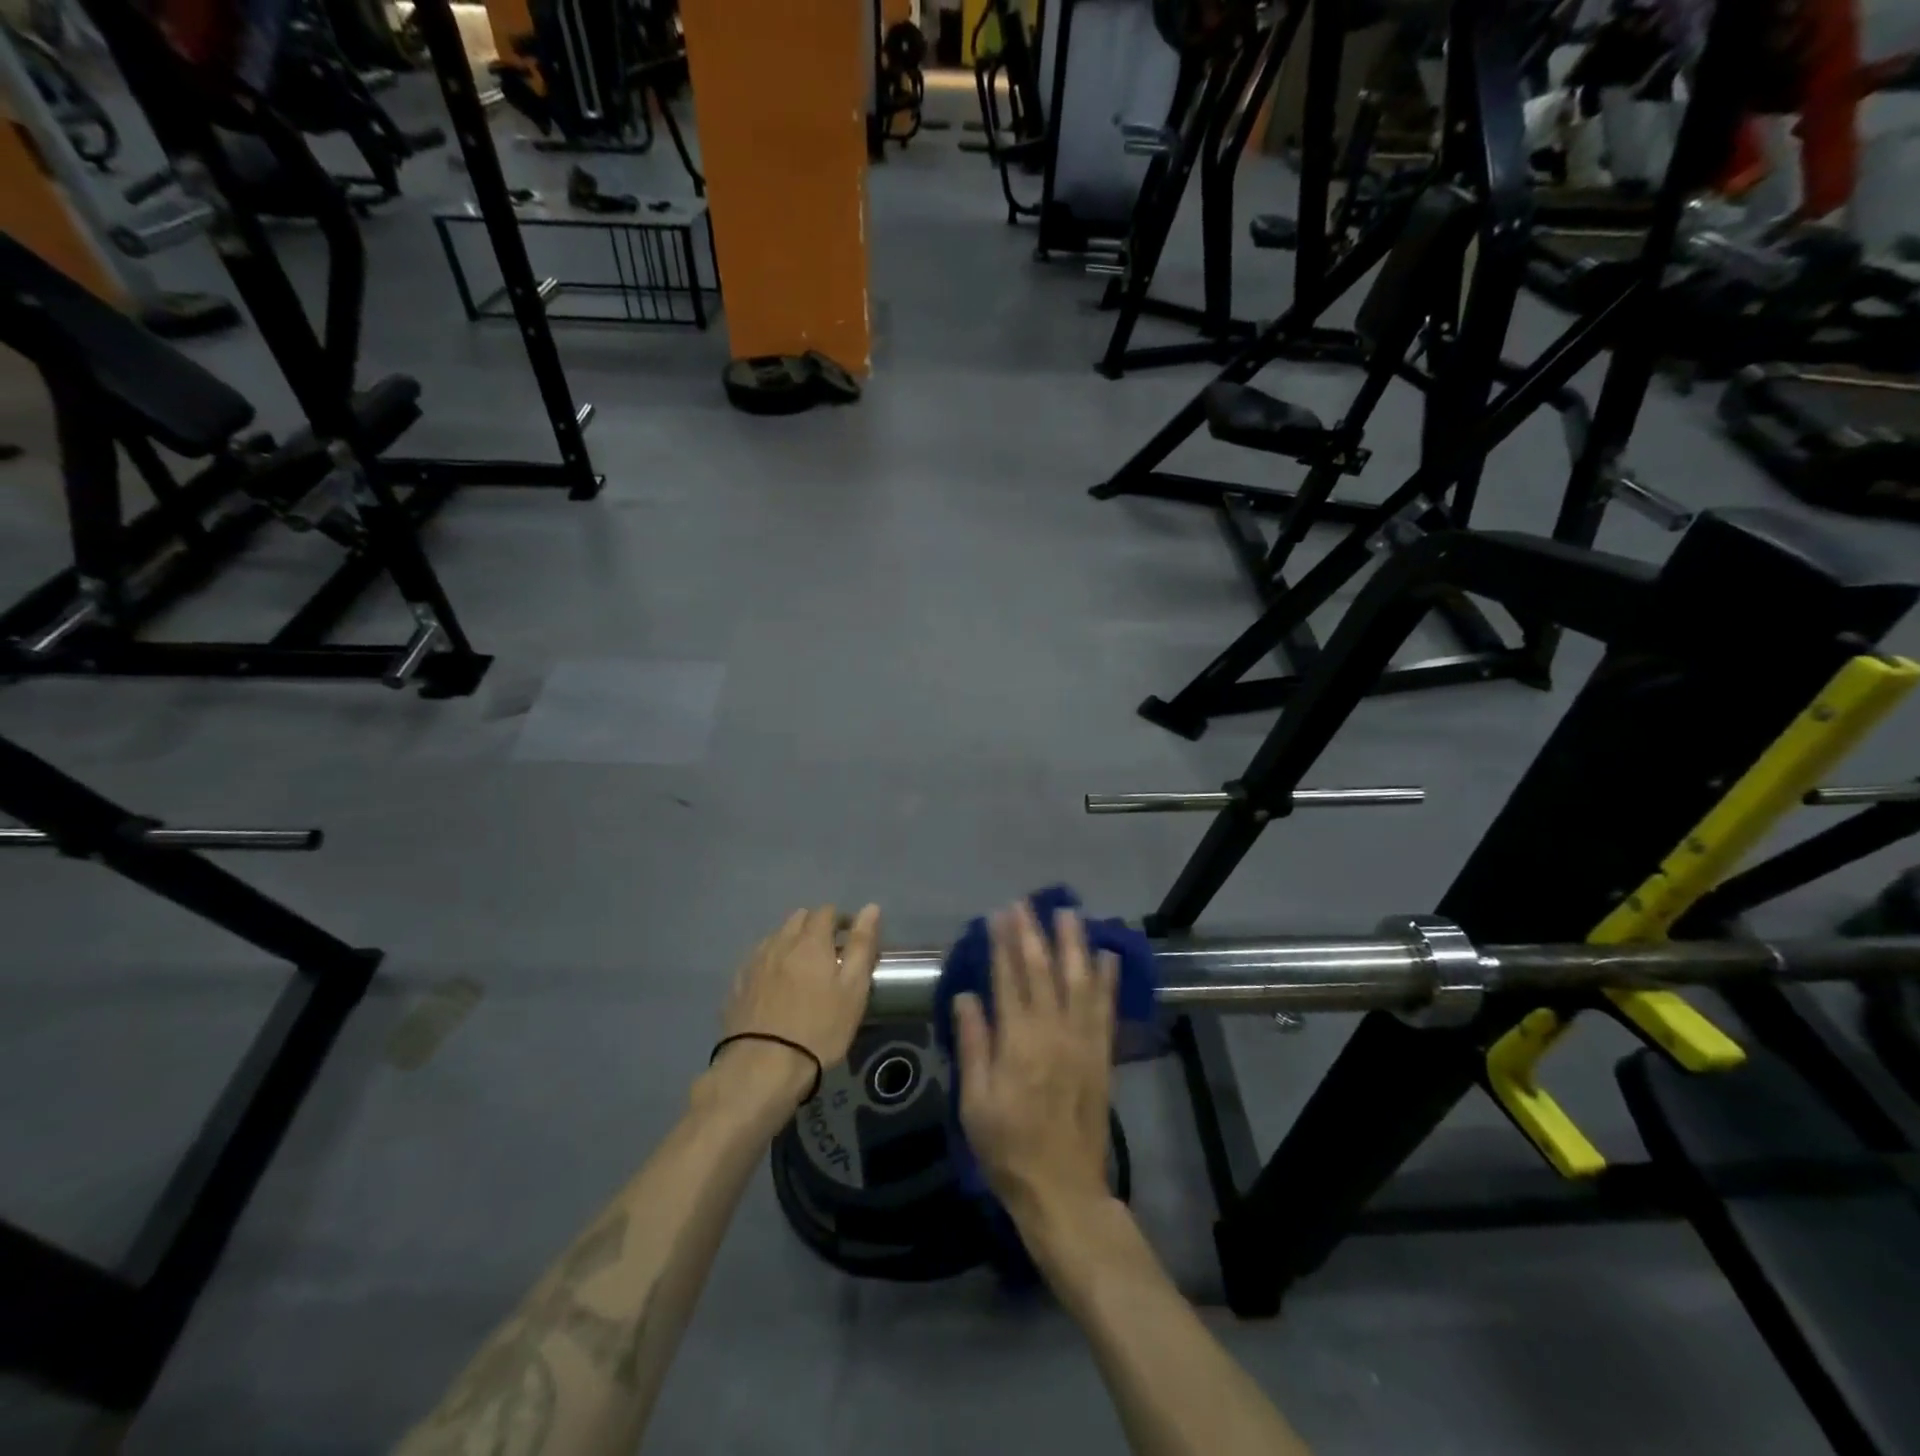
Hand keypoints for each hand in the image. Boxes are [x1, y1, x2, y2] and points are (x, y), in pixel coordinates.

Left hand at [722, 904, 880, 1072]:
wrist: (763, 1067)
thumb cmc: (819, 1028)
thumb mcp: (853, 989)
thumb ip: (862, 945)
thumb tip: (870, 908)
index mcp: (810, 941)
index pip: (826, 911)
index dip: (840, 919)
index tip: (849, 938)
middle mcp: (780, 942)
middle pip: (798, 918)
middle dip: (814, 926)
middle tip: (828, 953)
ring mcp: (755, 962)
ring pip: (776, 937)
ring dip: (791, 942)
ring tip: (801, 969)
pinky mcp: (737, 984)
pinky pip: (757, 959)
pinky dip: (770, 962)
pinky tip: (775, 985)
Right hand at [952, 902, 1117, 1219]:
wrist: (1062, 1188)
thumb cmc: (1008, 1147)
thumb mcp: (974, 1102)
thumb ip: (973, 1044)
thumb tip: (966, 996)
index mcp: (1018, 1041)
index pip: (1008, 979)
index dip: (1003, 944)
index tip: (999, 914)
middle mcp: (1052, 1032)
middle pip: (1043, 971)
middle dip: (1034, 933)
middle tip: (1027, 903)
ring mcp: (1082, 1041)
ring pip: (1079, 981)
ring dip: (1073, 944)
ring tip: (1069, 913)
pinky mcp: (1102, 1055)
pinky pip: (1105, 1009)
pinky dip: (1107, 980)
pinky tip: (1107, 956)